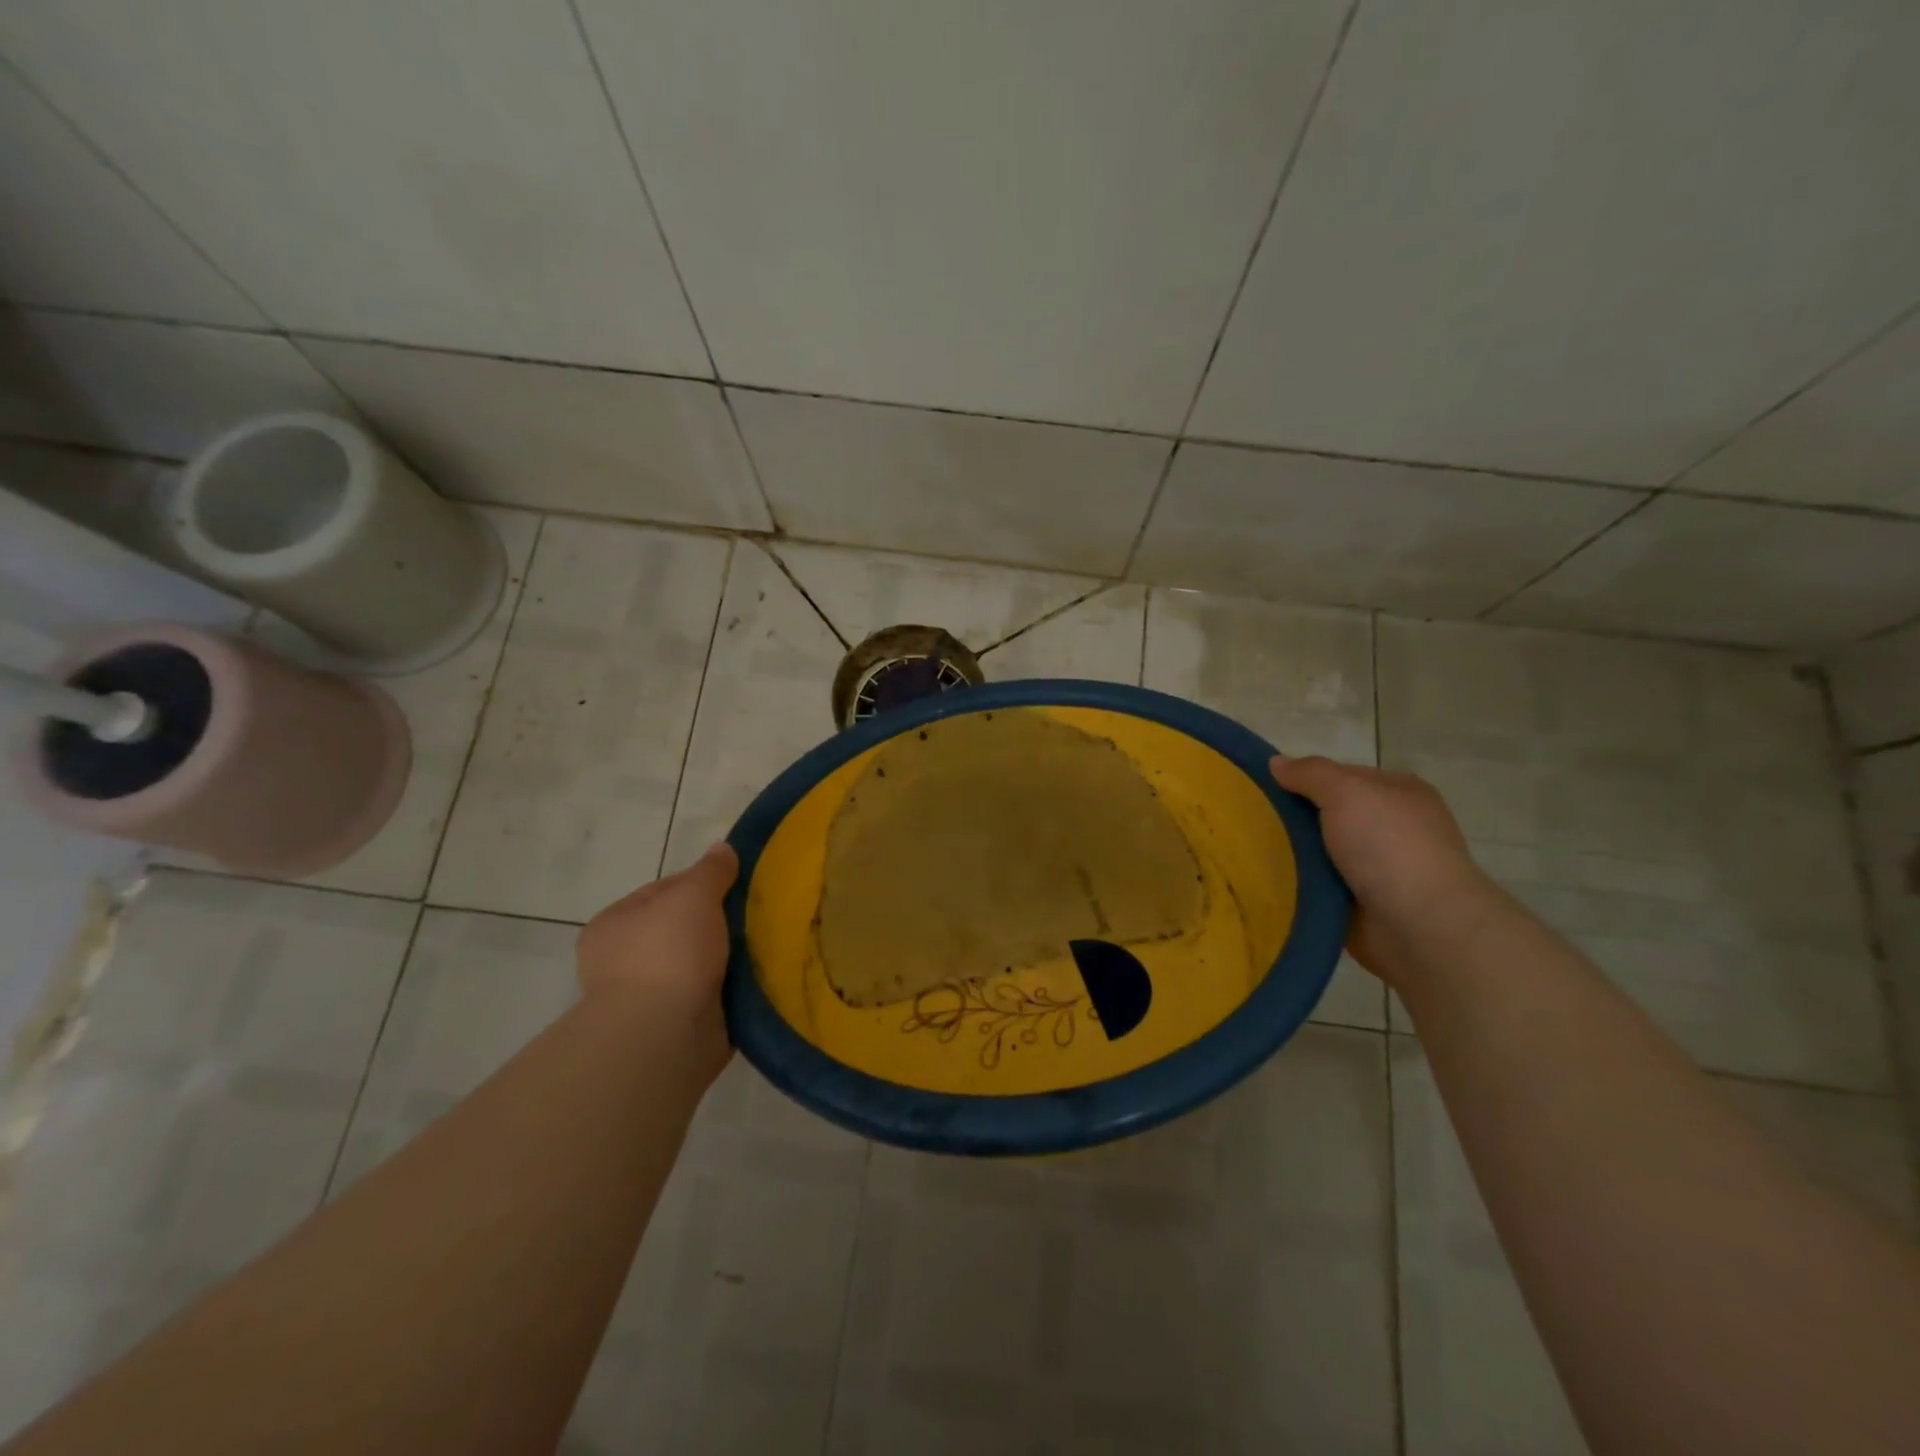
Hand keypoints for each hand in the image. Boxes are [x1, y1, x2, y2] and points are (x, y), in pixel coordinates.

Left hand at [577, 842, 738, 1074]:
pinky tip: (759, 980)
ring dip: (727, 961)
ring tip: (766, 947)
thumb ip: (710, 871)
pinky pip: (711, 998)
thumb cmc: (667, 953)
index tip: (737, 886)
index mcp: (613, 925)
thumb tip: (722, 848)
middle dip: (718, 925)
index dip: (701, 884)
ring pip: (699, 966)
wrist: (662, 1035)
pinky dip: (732, 991)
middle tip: (757, 916)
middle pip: (683, 930)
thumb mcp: (693, 894)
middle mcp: (622, 962)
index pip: (662, 892)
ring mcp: (647, 999)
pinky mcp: (674, 1029)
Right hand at [1271, 755, 1493, 984]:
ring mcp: (1379, 868)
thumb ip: (1310, 773)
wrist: (1420, 925)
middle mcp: (1392, 828)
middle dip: (1292, 819)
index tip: (1265, 789)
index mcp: (1398, 794)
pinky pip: (1318, 885)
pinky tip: (1266, 880)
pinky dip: (1298, 884)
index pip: (1340, 776)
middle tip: (1248, 821)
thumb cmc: (1388, 846)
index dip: (1303, 779)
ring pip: (1319, 851)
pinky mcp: (1363, 903)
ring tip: (1246, 852)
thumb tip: (1276, 762)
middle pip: (1327, 814)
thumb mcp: (1346, 791)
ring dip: (1291, 854)